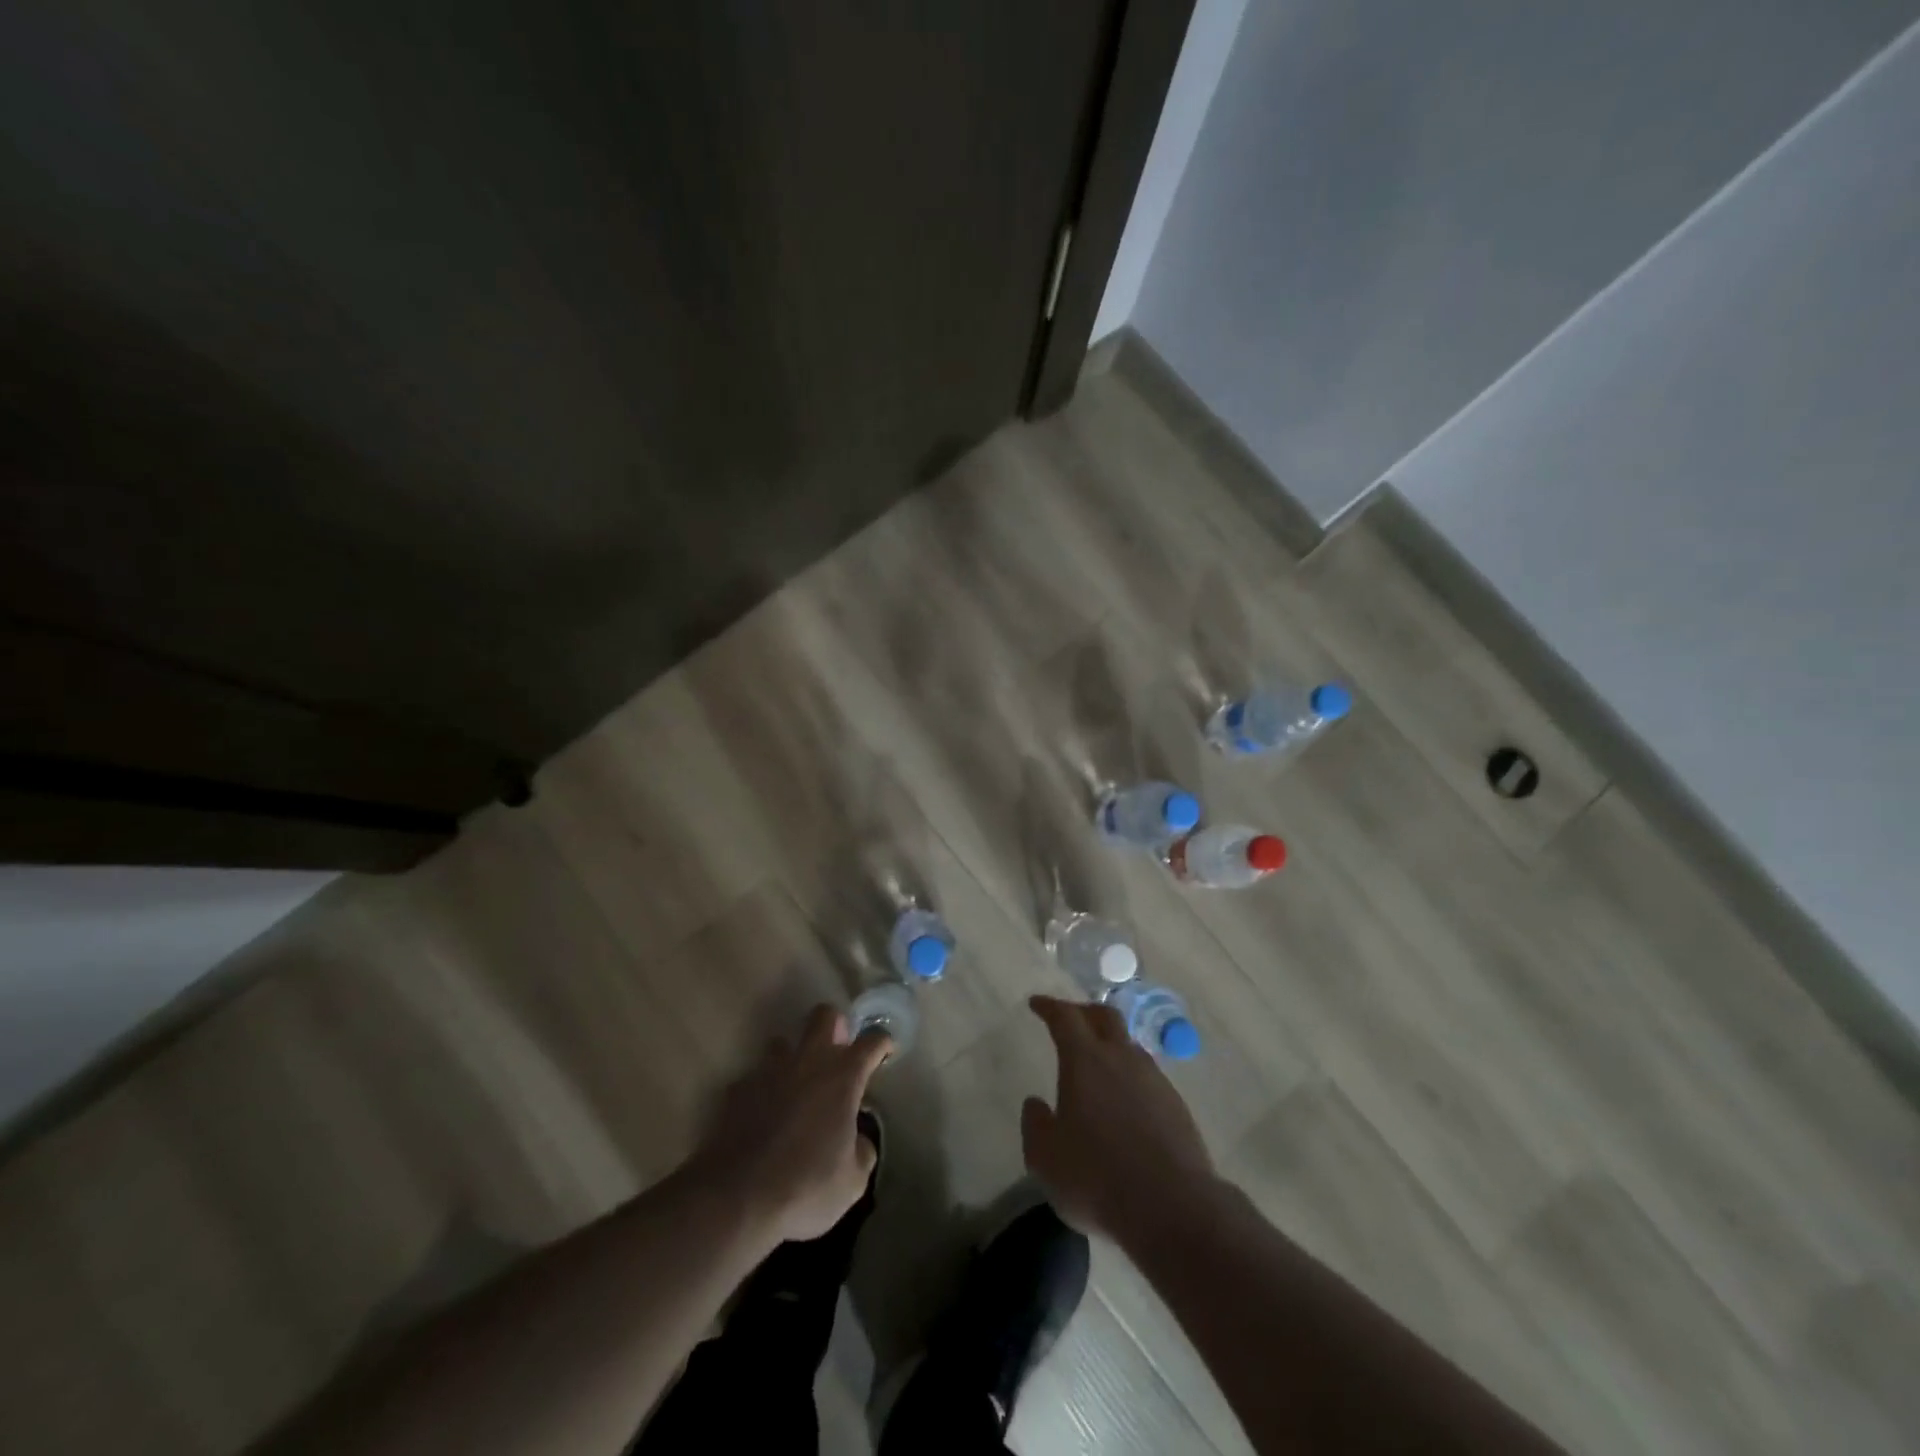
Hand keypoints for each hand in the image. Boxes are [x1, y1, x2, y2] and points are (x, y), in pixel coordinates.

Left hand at [688, 1005, 890, 1243]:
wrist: (737, 1198)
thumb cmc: (806, 1186)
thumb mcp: (853, 1180)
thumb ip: (862, 1150)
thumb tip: (857, 1139)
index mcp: (842, 1076)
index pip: (871, 1041)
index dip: (881, 1043)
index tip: (884, 1051)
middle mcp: (807, 1061)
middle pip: (824, 1015)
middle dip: (835, 1026)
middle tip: (838, 1053)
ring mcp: (768, 1071)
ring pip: (783, 1041)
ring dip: (793, 1057)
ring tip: (796, 1086)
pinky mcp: (737, 1089)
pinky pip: (754, 1077)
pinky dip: (763, 1090)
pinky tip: (763, 1115)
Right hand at [1021, 995, 1214, 1241]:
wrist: (1172, 1207)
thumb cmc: (1096, 1177)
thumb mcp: (1045, 1158)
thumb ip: (1035, 1125)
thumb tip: (1036, 1103)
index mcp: (1085, 1060)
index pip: (1065, 1017)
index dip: (1049, 1007)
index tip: (1037, 1004)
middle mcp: (1121, 1058)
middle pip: (1105, 1017)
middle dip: (1084, 1012)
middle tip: (1071, 1020)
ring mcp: (1154, 1080)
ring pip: (1130, 1046)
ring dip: (1112, 1045)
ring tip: (1099, 1063)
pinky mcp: (1177, 1106)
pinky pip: (1148, 1076)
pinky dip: (1131, 1077)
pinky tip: (1126, 1101)